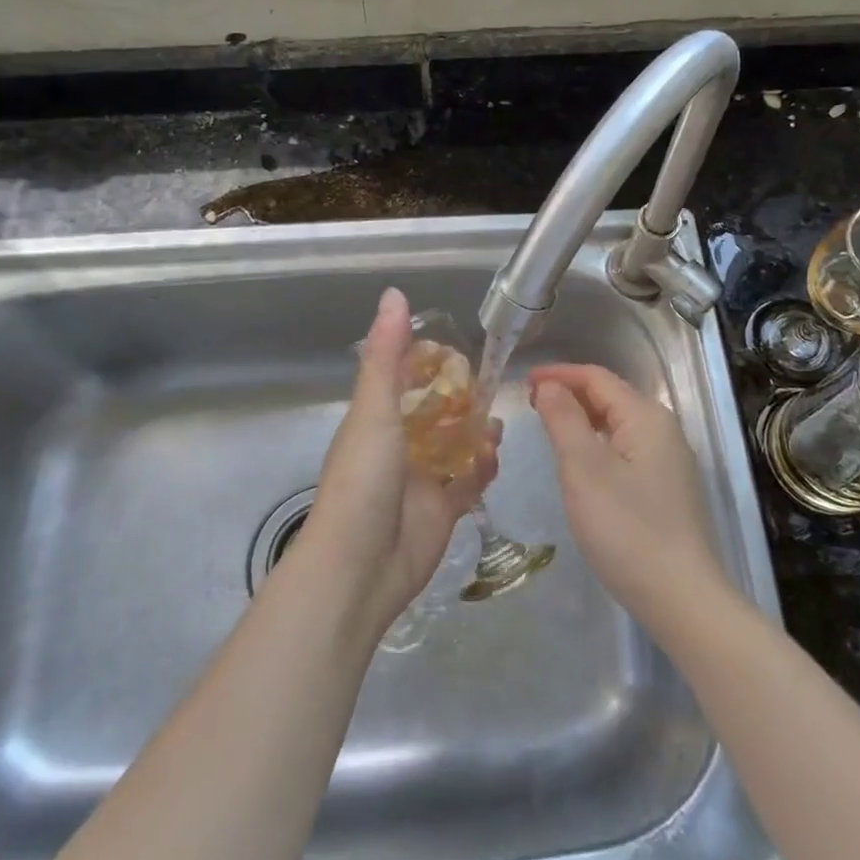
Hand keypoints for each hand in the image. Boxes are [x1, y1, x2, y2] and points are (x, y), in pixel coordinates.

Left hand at [303, 288, 498, 637]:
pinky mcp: (443, 509)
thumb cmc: (363, 480)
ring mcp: (422, 478)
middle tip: (489, 385)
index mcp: (376, 419)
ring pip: (455, 445)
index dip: (428, 362)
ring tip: (497, 422)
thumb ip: (388, 355)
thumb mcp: (373, 410)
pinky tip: (495, 455)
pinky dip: (482, 467)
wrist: (361, 566)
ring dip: (476, 432)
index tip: (457, 349)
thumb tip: (394, 293)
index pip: (403, 378)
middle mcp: (398, 445)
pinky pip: (469, 481)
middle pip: (434, 412)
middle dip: (461, 398)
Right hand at [529, 363, 729, 639]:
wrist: (681, 597)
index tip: (523, 382)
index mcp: (646, 416)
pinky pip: (627, 448)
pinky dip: (598, 442)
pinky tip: (582, 461)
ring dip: (583, 418)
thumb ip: (564, 419)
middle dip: (570, 394)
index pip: (597, 378)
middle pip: (611, 396)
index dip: (558, 374)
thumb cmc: (626, 528)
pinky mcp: (668, 487)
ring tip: (549, 427)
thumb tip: (550, 385)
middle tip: (530, 404)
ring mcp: (670, 460)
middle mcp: (664, 429)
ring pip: (619, 424)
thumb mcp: (583, 469)